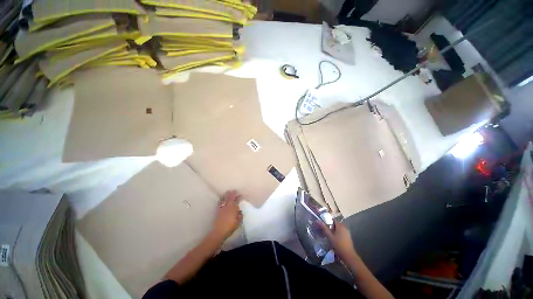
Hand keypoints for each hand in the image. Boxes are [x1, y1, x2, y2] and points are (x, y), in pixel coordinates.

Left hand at [212, 190, 242, 239]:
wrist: (219, 231)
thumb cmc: (230, 227)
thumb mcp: (237, 222)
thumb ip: (239, 216)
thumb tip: (240, 211)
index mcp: (233, 209)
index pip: (236, 201)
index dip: (238, 197)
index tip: (240, 195)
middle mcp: (228, 207)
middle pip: (230, 199)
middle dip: (233, 194)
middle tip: (234, 190)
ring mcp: (223, 208)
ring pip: (225, 200)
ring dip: (227, 195)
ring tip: (228, 191)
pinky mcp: (218, 211)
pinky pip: (220, 203)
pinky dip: (222, 199)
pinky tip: (222, 198)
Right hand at [320, 219, 357, 260]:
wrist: (348, 255)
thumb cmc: (338, 245)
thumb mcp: (330, 237)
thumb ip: (324, 228)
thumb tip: (318, 221)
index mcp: (340, 226)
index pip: (333, 220)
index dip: (328, 221)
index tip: (324, 225)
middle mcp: (344, 227)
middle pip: (336, 224)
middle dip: (331, 226)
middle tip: (326, 231)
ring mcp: (347, 232)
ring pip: (339, 228)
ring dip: (334, 230)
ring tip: (329, 235)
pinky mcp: (348, 236)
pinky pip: (342, 232)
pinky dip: (338, 233)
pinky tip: (335, 239)